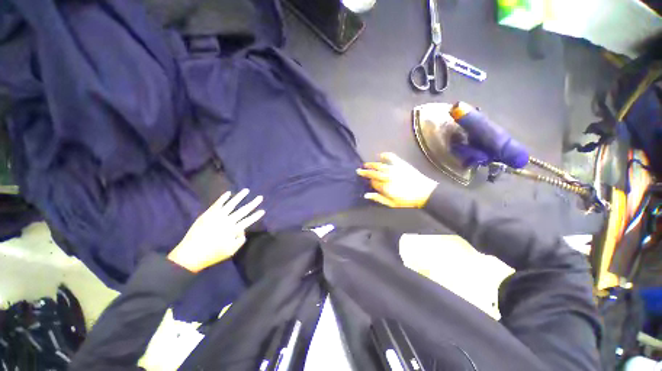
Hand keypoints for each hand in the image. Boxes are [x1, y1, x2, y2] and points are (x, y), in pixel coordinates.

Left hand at [168, 189, 264, 272]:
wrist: (190, 254)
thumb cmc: (212, 254)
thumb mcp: (231, 251)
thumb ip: (240, 240)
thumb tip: (242, 230)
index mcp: (233, 230)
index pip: (248, 220)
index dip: (256, 216)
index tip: (263, 210)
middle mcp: (227, 221)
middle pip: (243, 210)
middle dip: (253, 204)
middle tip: (260, 197)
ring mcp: (216, 216)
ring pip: (231, 204)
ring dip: (239, 197)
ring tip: (246, 191)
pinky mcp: (207, 214)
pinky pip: (217, 204)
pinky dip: (223, 198)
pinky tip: (228, 193)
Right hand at [357, 152, 437, 207]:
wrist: (424, 193)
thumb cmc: (407, 200)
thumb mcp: (391, 204)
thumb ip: (378, 198)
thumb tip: (366, 195)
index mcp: (384, 187)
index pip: (373, 182)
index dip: (370, 182)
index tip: (370, 183)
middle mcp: (387, 177)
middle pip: (373, 173)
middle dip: (365, 172)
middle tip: (359, 170)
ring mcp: (394, 169)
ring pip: (379, 166)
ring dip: (371, 164)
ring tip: (366, 164)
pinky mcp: (401, 164)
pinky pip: (391, 157)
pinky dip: (385, 156)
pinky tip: (380, 155)